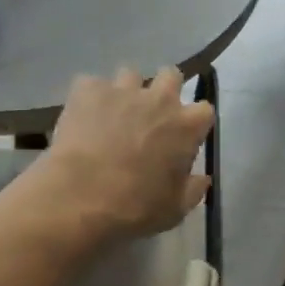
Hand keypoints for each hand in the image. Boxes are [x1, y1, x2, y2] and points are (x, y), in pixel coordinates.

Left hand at [28, 67, 213, 242]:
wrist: (80, 198)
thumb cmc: (135, 208)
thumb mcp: (174, 210)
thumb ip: (193, 190)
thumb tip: (201, 178)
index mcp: (187, 126)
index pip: (204, 110)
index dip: (194, 123)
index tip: (183, 137)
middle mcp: (159, 98)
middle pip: (170, 76)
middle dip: (164, 90)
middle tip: (150, 116)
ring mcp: (122, 90)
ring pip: (130, 75)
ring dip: (126, 92)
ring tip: (112, 115)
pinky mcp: (87, 89)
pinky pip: (92, 85)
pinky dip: (90, 99)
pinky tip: (82, 118)